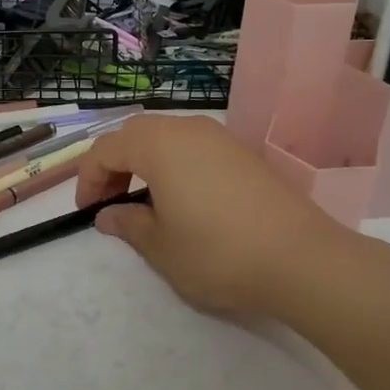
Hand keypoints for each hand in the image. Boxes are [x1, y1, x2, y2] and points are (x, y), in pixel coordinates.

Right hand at [75, 114, 389, 319]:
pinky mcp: (244, 154)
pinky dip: (175, 165)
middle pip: (135, 134)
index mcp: (159, 146)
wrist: (301, 259)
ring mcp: (221, 138)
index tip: (87, 211)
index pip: (106, 149)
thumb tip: (108, 215)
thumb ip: (128, 225)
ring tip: (145, 201)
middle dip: (115, 165)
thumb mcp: (161, 247)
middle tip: (111, 202)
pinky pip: (194, 148)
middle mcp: (188, 130)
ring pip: (167, 137)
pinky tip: (184, 200)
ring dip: (145, 163)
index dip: (88, 178)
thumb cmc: (218, 253)